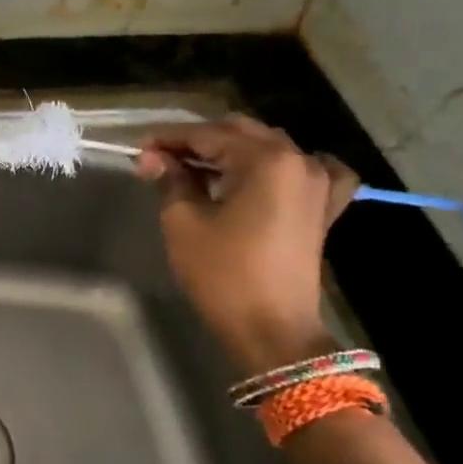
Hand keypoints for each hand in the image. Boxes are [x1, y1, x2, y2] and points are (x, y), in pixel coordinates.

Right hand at [133, 116, 357, 377]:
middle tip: (161, 158)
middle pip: (239, 133)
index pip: (207, 134)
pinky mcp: (324, 208)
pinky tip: (269, 174)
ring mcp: (318, 184)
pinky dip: (285, 166)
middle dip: (198, 141)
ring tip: (197, 168)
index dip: (169, 138)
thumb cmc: (223, 273)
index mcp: (264, 160)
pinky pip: (311, 170)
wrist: (271, 330)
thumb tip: (152, 157)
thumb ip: (170, 180)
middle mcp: (298, 160)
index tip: (138, 148)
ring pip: (269, 147)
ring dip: (232, 150)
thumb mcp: (184, 222)